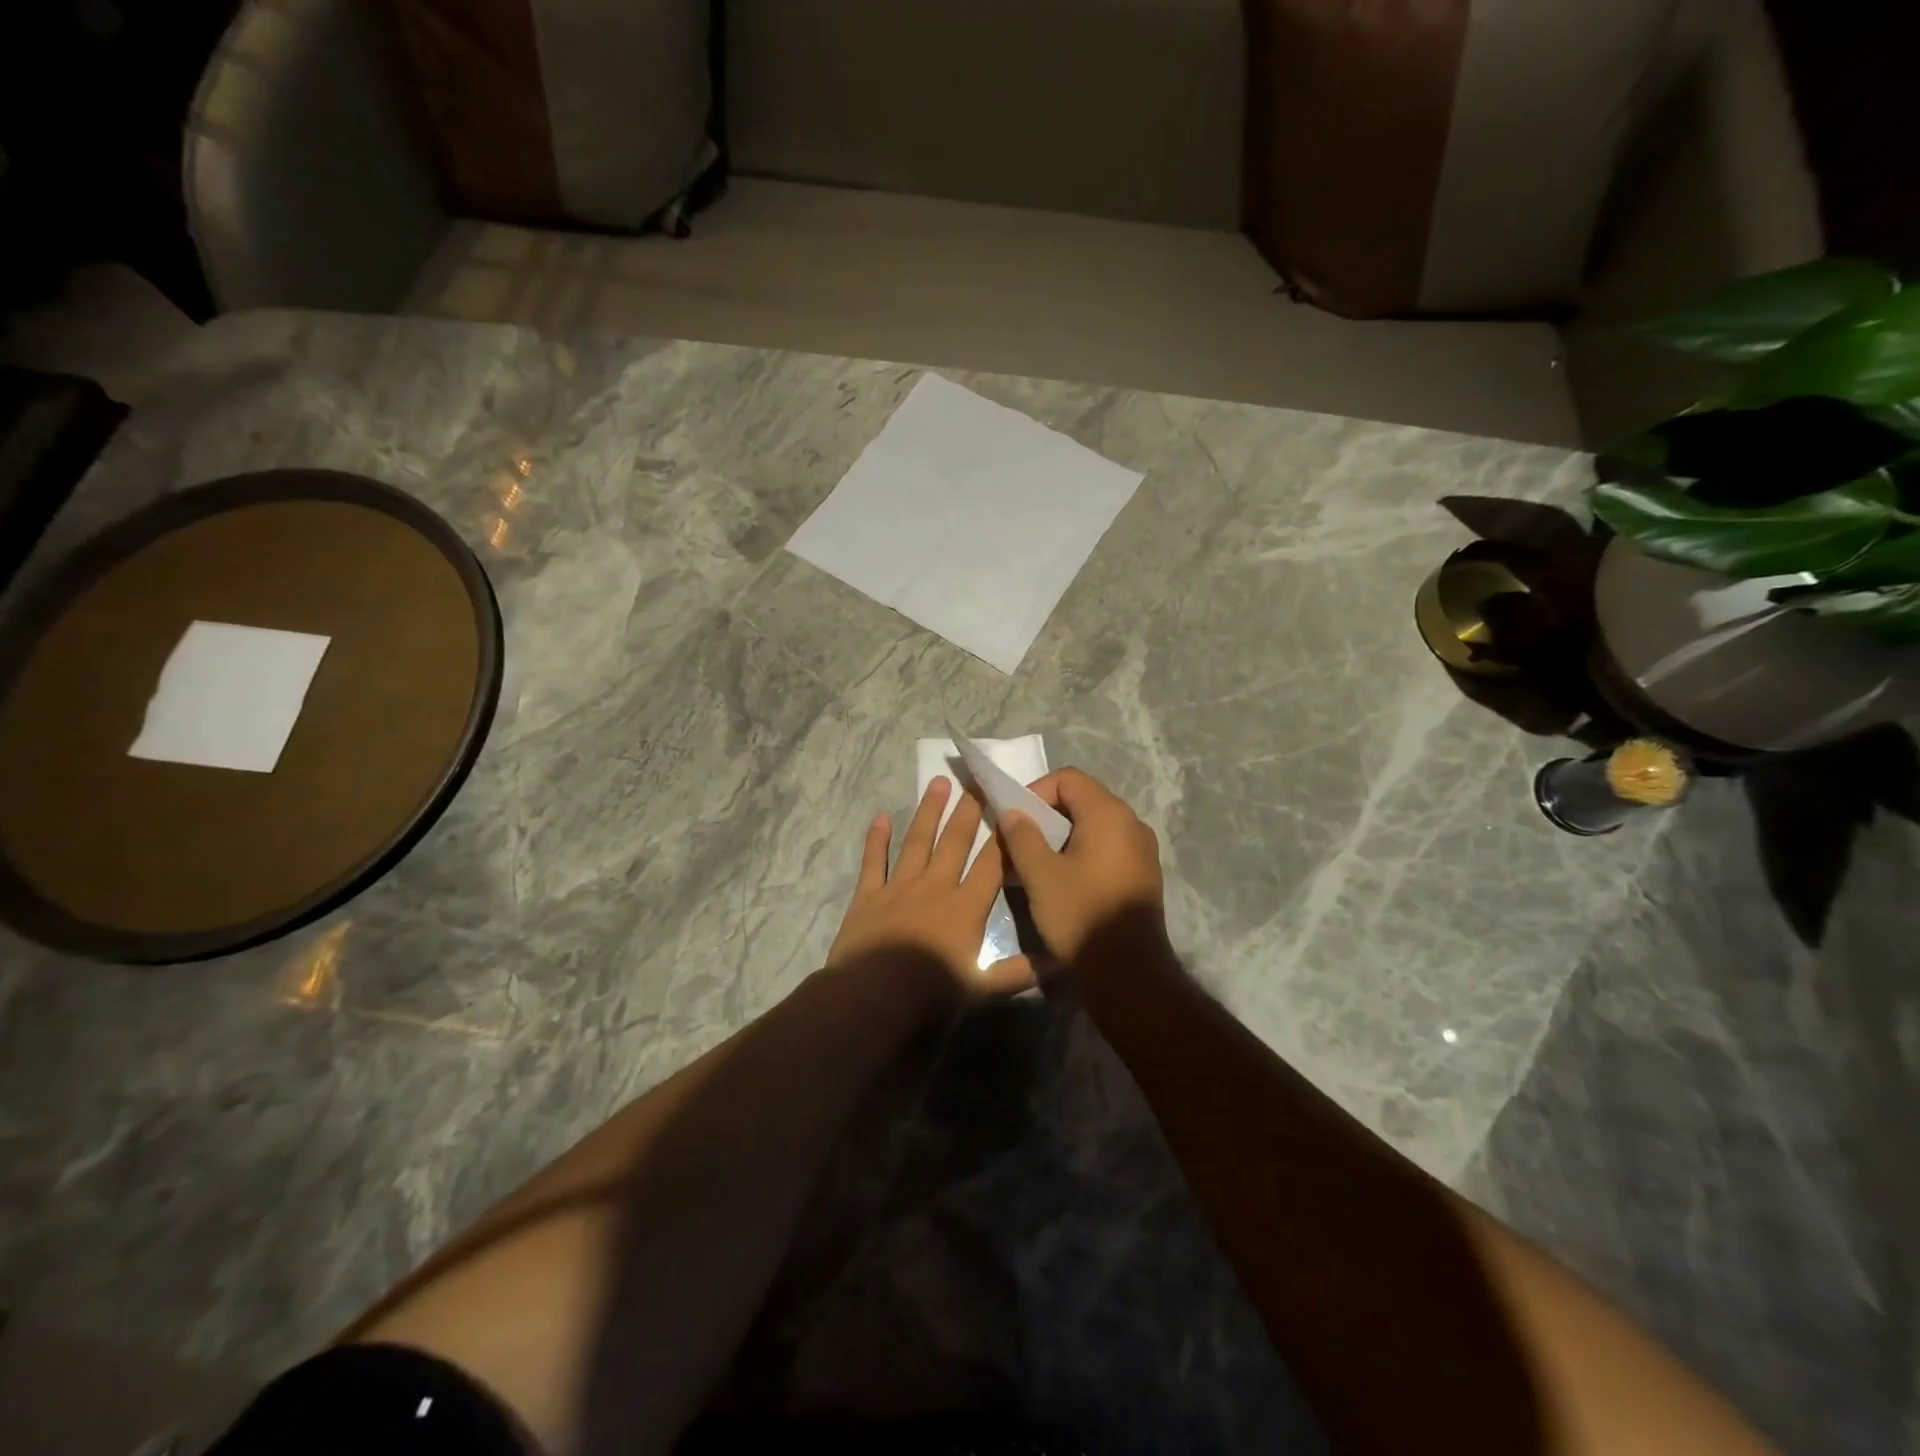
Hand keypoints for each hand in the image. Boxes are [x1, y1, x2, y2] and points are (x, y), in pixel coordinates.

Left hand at [826, 778, 1035, 1006]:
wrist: (872, 1000)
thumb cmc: (930, 996)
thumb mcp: (982, 990)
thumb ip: (1018, 973)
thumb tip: (1059, 963)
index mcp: (965, 907)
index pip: (990, 864)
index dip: (1003, 837)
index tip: (1011, 809)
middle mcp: (935, 887)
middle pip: (955, 841)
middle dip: (968, 811)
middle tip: (976, 781)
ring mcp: (899, 887)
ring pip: (917, 841)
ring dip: (929, 811)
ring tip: (938, 782)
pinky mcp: (868, 895)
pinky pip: (874, 860)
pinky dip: (877, 838)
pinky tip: (881, 817)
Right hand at [998, 767, 1168, 962]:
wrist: (1128, 974)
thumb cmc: (1081, 916)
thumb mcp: (1040, 875)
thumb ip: (1022, 836)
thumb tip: (1013, 812)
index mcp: (1109, 815)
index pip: (1068, 779)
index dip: (1036, 791)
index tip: (1014, 820)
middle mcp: (1131, 824)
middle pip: (1081, 800)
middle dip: (1045, 816)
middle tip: (1019, 842)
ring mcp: (1141, 850)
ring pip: (1092, 827)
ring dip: (1060, 837)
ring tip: (1034, 864)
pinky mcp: (1142, 874)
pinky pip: (1106, 849)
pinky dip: (1080, 854)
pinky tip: (1060, 881)